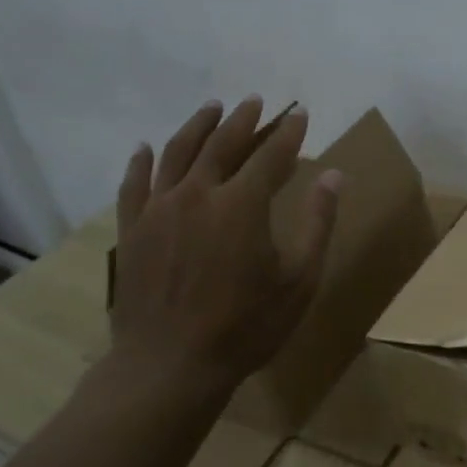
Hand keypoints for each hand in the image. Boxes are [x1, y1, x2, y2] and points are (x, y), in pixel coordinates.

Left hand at [108, 97, 341, 392]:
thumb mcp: (299, 280)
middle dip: (243, 119)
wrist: (170, 365)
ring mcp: (158, 209)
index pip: (272, 155)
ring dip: (197, 126)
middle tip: (255, 102)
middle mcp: (198, 194)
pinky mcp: (131, 229)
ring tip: (212, 108)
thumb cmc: (246, 326)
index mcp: (242, 204)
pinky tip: (145, 148)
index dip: (289, 132)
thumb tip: (334, 175)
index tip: (300, 113)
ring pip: (177, 152)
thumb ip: (317, 223)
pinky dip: (141, 162)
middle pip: (223, 144)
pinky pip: (134, 184)